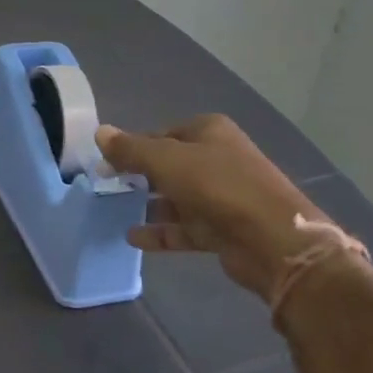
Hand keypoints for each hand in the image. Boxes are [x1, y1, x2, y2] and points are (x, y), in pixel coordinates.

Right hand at [97, 115, 336, 305]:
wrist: (274, 241)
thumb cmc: (219, 187)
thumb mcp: (167, 160)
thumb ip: (131, 149)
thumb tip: (99, 132)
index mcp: (209, 132)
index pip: (161, 133)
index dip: (132, 147)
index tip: (105, 164)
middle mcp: (217, 159)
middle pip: (169, 165)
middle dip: (139, 176)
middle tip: (107, 187)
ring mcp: (222, 195)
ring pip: (176, 197)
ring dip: (148, 205)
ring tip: (115, 212)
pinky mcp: (223, 229)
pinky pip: (184, 227)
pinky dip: (161, 232)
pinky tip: (133, 238)